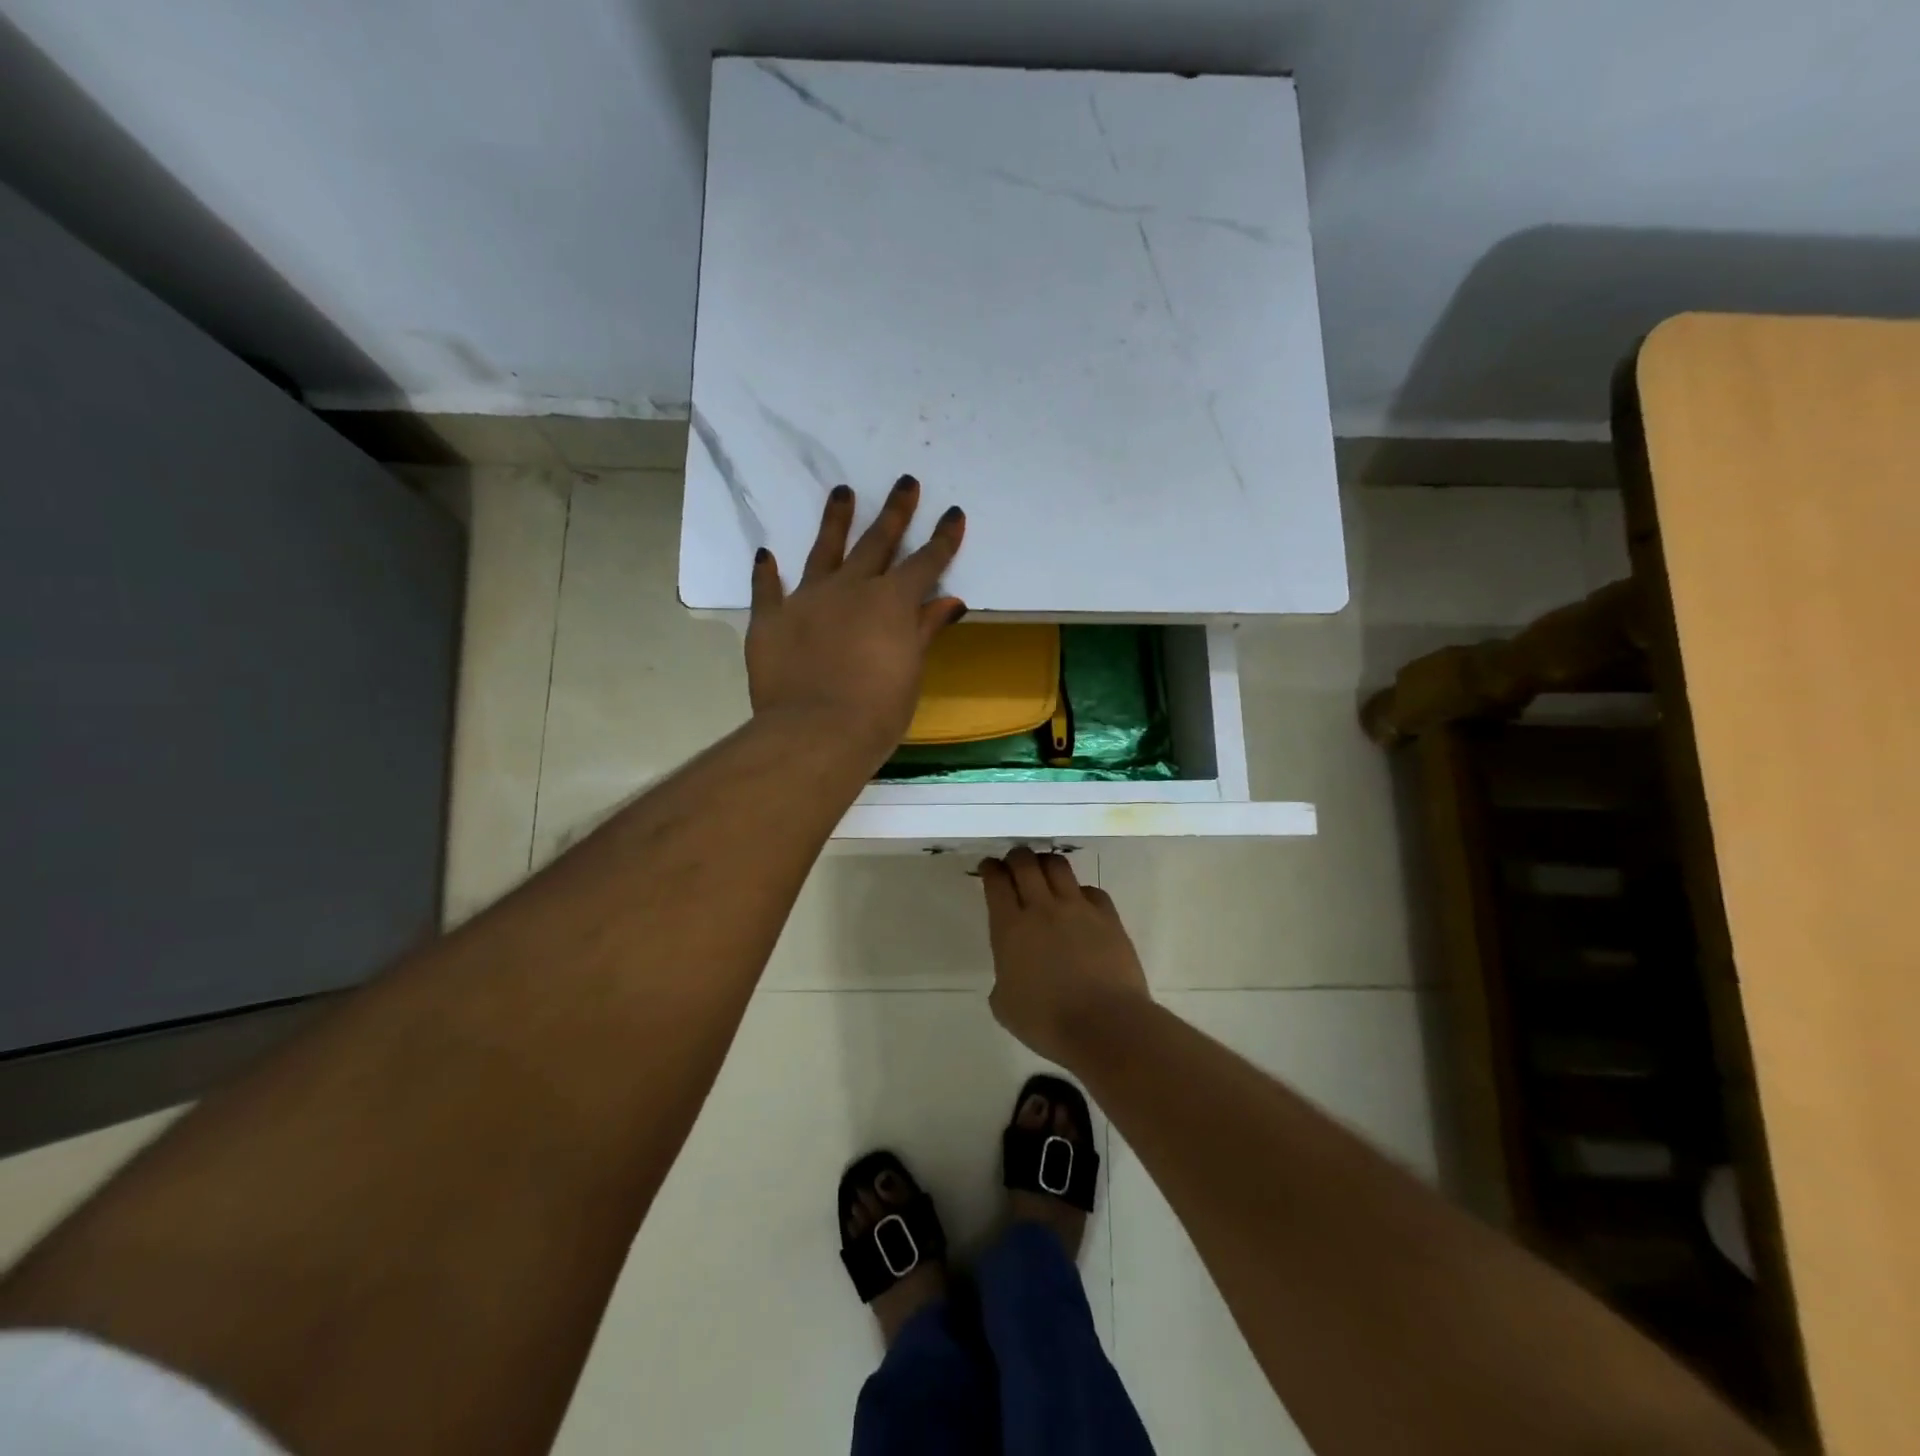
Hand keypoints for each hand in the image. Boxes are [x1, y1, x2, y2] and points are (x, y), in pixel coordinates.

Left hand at [745, 475, 966, 765]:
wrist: (816, 732)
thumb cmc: (878, 710)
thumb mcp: (911, 670)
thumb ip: (924, 629)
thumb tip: (950, 600)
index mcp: (891, 602)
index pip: (925, 562)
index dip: (942, 538)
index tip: (953, 513)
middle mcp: (851, 588)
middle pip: (877, 542)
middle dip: (895, 512)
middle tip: (904, 482)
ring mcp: (808, 599)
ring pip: (824, 550)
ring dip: (835, 520)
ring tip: (842, 492)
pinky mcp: (771, 618)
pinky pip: (768, 590)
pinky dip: (767, 574)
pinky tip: (766, 556)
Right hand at [980, 848, 1150, 1065]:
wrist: (1105, 1025)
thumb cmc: (1047, 1022)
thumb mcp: (1005, 1006)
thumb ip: (1003, 978)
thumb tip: (1012, 971)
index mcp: (1010, 928)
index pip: (996, 882)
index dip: (990, 869)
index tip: (989, 867)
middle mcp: (1042, 908)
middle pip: (1025, 863)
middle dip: (1016, 857)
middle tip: (1014, 863)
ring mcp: (1078, 908)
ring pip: (1058, 866)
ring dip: (1046, 863)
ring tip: (1044, 871)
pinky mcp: (1108, 916)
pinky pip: (1091, 890)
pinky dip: (1080, 891)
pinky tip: (1079, 902)